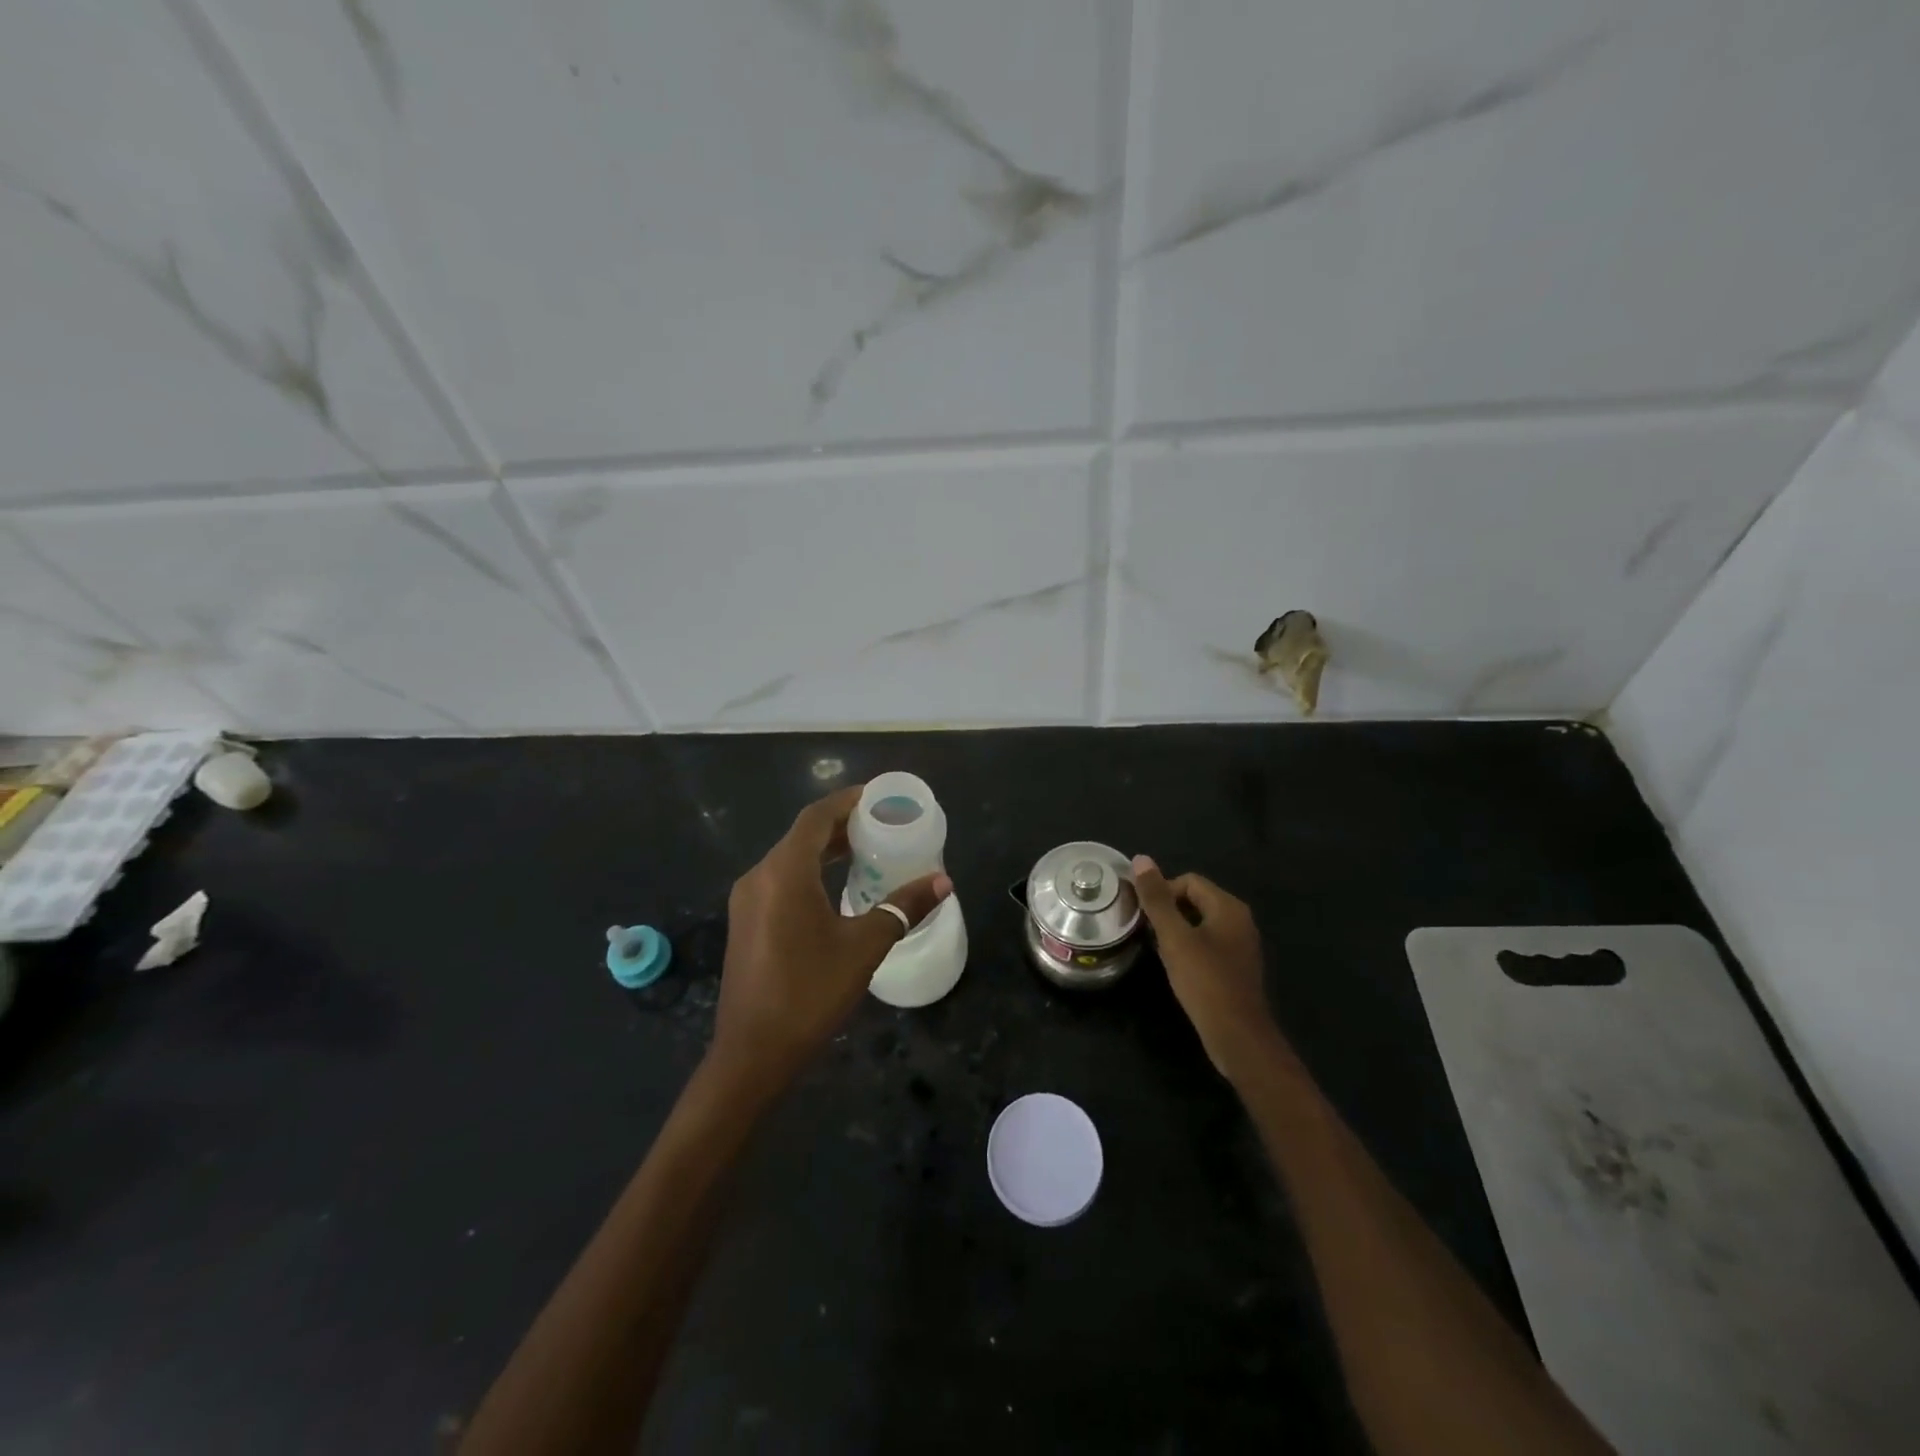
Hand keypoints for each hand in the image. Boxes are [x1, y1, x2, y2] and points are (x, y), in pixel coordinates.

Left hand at [714, 786, 950, 1091]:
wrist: (752, 1053)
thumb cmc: (810, 992)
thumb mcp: (864, 947)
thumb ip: (904, 908)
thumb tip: (943, 881)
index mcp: (784, 872)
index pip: (816, 817)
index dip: (847, 801)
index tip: (879, 798)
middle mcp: (759, 876)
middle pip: (802, 835)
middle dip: (841, 825)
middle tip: (882, 825)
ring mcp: (748, 900)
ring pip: (790, 858)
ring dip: (825, 850)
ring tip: (867, 851)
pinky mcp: (746, 922)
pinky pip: (781, 880)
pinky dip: (810, 872)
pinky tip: (836, 887)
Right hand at [1131, 856, 1277, 1078]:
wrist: (1237, 1036)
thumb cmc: (1205, 981)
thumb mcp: (1174, 937)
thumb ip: (1157, 899)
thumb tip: (1141, 859)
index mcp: (1228, 907)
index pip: (1188, 881)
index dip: (1162, 892)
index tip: (1143, 916)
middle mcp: (1239, 920)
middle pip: (1195, 899)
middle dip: (1167, 911)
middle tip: (1146, 932)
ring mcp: (1240, 944)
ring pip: (1200, 923)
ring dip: (1176, 930)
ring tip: (1157, 949)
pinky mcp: (1236, 967)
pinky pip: (1208, 943)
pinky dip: (1189, 947)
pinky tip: (1176, 966)